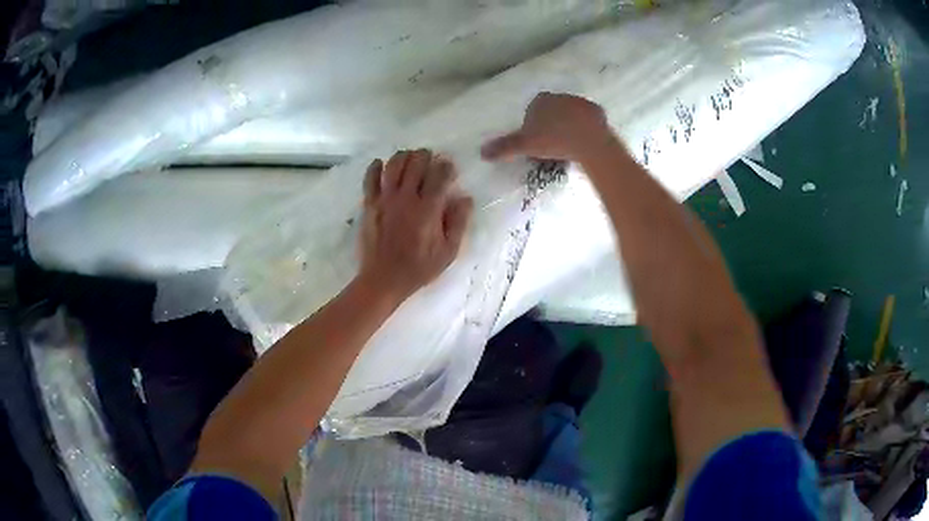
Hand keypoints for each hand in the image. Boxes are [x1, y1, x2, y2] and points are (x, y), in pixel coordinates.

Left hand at [357, 149, 473, 302]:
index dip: (447, 166)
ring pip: (394, 164)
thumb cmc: (419, 268)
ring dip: (404, 156)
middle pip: (416, 162)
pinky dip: (375, 167)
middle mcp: (406, 198)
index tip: (450, 169)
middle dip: (426, 156)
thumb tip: (465, 198)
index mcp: (428, 209)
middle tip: (430, 160)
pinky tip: (381, 164)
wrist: (383, 279)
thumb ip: (458, 223)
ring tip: (410, 159)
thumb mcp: (448, 252)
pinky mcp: (369, 204)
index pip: (440, 174)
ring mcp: (385, 199)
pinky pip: (370, 178)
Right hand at [481, 92, 614, 162]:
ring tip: (569, 147)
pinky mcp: (597, 112)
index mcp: (540, 100)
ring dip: (569, 127)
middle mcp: (559, 96)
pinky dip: (586, 130)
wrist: (589, 142)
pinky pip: (588, 121)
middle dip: (551, 125)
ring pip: (571, 115)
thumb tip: (482, 153)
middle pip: (552, 111)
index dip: (533, 126)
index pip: (532, 111)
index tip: (536, 142)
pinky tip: (584, 144)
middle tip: (552, 146)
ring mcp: (580, 102)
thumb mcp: (525, 145)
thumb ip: (504, 147)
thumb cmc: (554, 140)